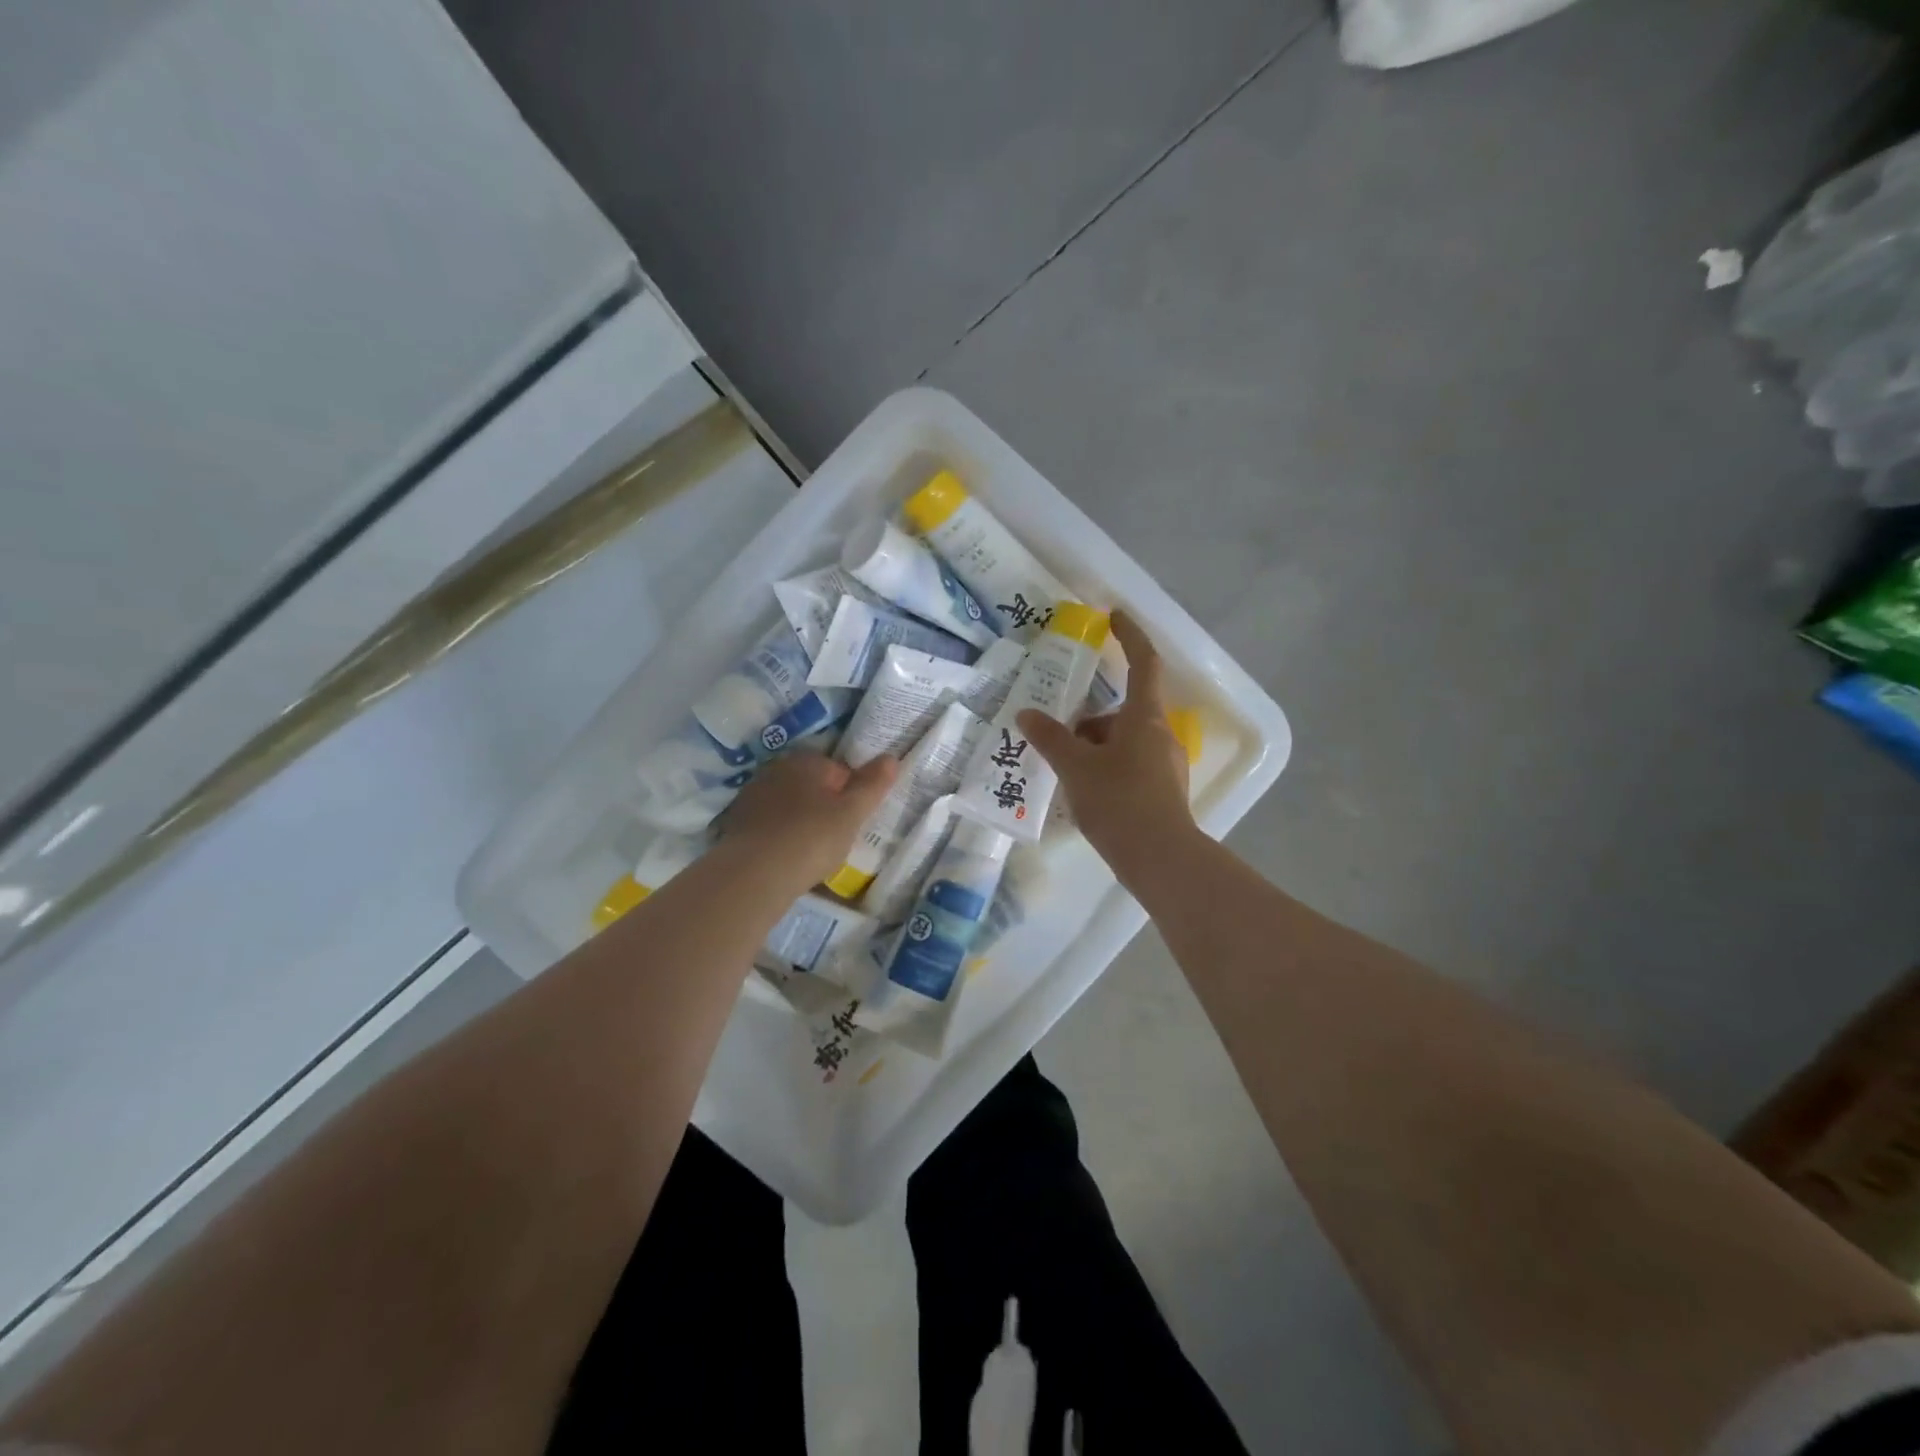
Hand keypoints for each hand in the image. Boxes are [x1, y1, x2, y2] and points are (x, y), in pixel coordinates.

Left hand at [719, 751, 897, 890]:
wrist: (754, 874)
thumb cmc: (811, 838)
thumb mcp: (852, 813)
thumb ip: (872, 785)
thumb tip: (891, 757)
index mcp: (805, 761)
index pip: (839, 771)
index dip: (850, 796)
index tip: (853, 822)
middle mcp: (776, 769)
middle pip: (811, 786)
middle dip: (824, 806)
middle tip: (835, 838)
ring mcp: (752, 795)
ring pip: (788, 805)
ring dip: (800, 821)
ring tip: (810, 852)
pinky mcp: (735, 822)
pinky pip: (768, 824)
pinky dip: (779, 836)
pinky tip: (786, 858)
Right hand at [1018, 611, 1195, 882]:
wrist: (1160, 859)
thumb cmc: (1119, 802)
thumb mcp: (1076, 767)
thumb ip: (1050, 738)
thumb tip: (1026, 714)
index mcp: (1145, 717)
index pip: (1143, 662)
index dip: (1130, 635)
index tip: (1115, 616)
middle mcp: (1161, 734)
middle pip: (1125, 710)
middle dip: (1090, 718)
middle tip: (1058, 734)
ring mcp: (1165, 764)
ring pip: (1125, 741)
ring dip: (1095, 747)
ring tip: (1063, 771)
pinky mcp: (1163, 791)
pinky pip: (1130, 765)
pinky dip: (1106, 768)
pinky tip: (1083, 793)